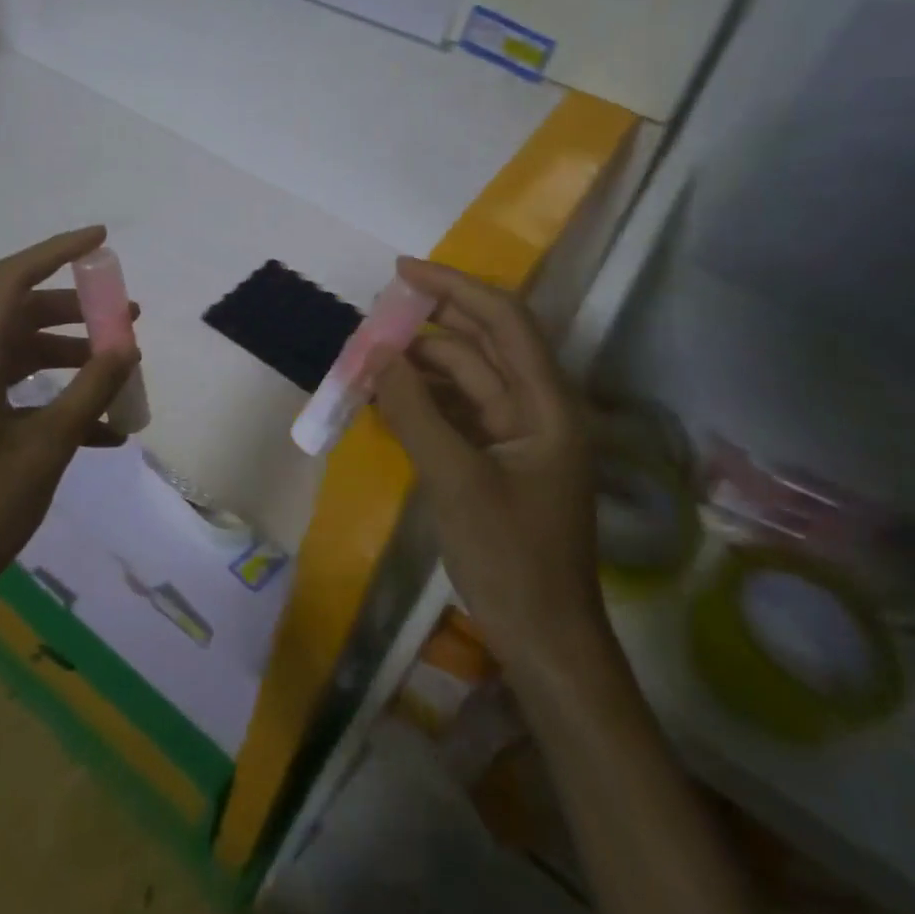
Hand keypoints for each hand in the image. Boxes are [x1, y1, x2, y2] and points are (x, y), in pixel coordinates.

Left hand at [0, 226, 139, 613]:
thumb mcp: (46, 447)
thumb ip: (89, 391)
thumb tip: (126, 346)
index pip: (11, 281)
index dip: (56, 252)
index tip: (100, 240)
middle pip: (20, 316)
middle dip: (76, 312)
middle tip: (125, 316)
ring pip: (22, 355)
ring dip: (71, 357)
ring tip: (121, 368)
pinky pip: (17, 393)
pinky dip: (56, 399)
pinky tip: (102, 430)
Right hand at [370, 257, 602, 663]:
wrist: (542, 641)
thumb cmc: (510, 560)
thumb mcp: (456, 481)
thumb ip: (415, 412)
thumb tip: (377, 353)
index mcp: (547, 405)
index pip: (505, 321)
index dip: (455, 287)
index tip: (402, 272)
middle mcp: (536, 410)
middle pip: (483, 345)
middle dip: (431, 324)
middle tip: (375, 316)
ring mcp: (515, 437)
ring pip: (464, 380)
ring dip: (419, 366)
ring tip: (367, 359)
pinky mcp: (494, 460)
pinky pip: (455, 413)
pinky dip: (422, 401)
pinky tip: (384, 398)